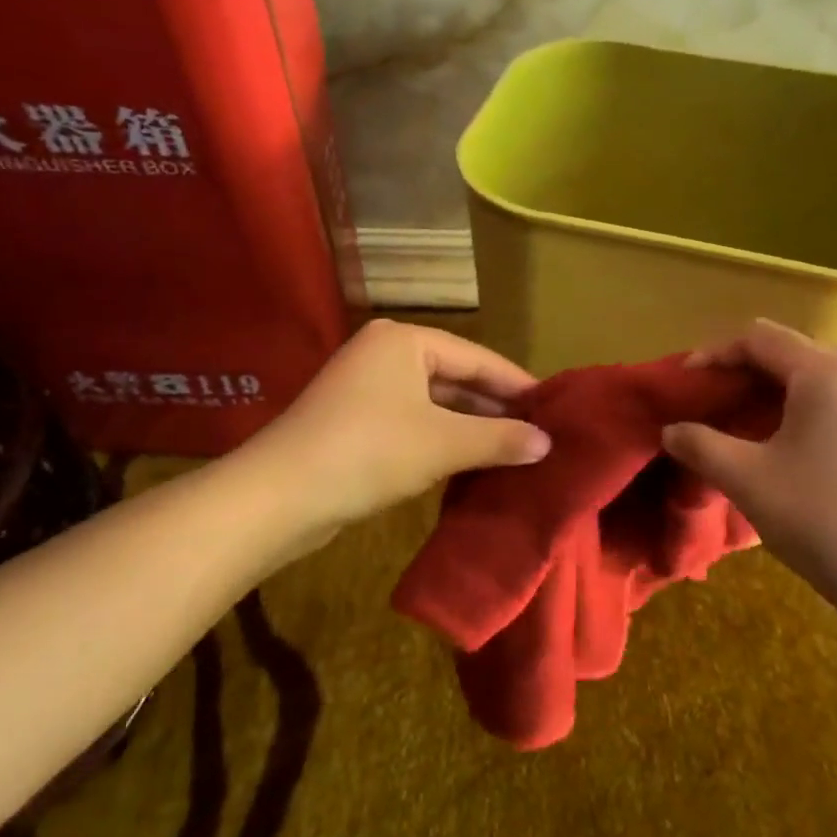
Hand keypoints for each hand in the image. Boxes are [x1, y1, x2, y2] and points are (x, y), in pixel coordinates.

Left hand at [245, 320, 550, 534]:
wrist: (281, 495)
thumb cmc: (370, 451)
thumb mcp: (444, 443)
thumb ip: (499, 439)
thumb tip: (548, 443)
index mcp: (406, 341)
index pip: (478, 358)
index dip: (517, 385)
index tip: (554, 409)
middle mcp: (385, 354)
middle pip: (455, 378)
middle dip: (495, 408)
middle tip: (539, 433)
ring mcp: (366, 388)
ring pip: (434, 404)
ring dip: (470, 428)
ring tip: (514, 450)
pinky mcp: (355, 421)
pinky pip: (413, 423)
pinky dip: (442, 440)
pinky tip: (470, 462)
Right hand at [660, 320, 836, 624]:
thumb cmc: (822, 519)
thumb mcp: (746, 479)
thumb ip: (699, 444)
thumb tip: (671, 431)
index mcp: (825, 373)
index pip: (759, 338)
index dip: (714, 353)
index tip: (686, 382)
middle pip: (794, 354)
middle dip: (747, 375)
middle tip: (716, 407)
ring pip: (824, 384)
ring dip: (780, 397)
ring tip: (754, 434)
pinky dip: (814, 417)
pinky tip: (803, 460)